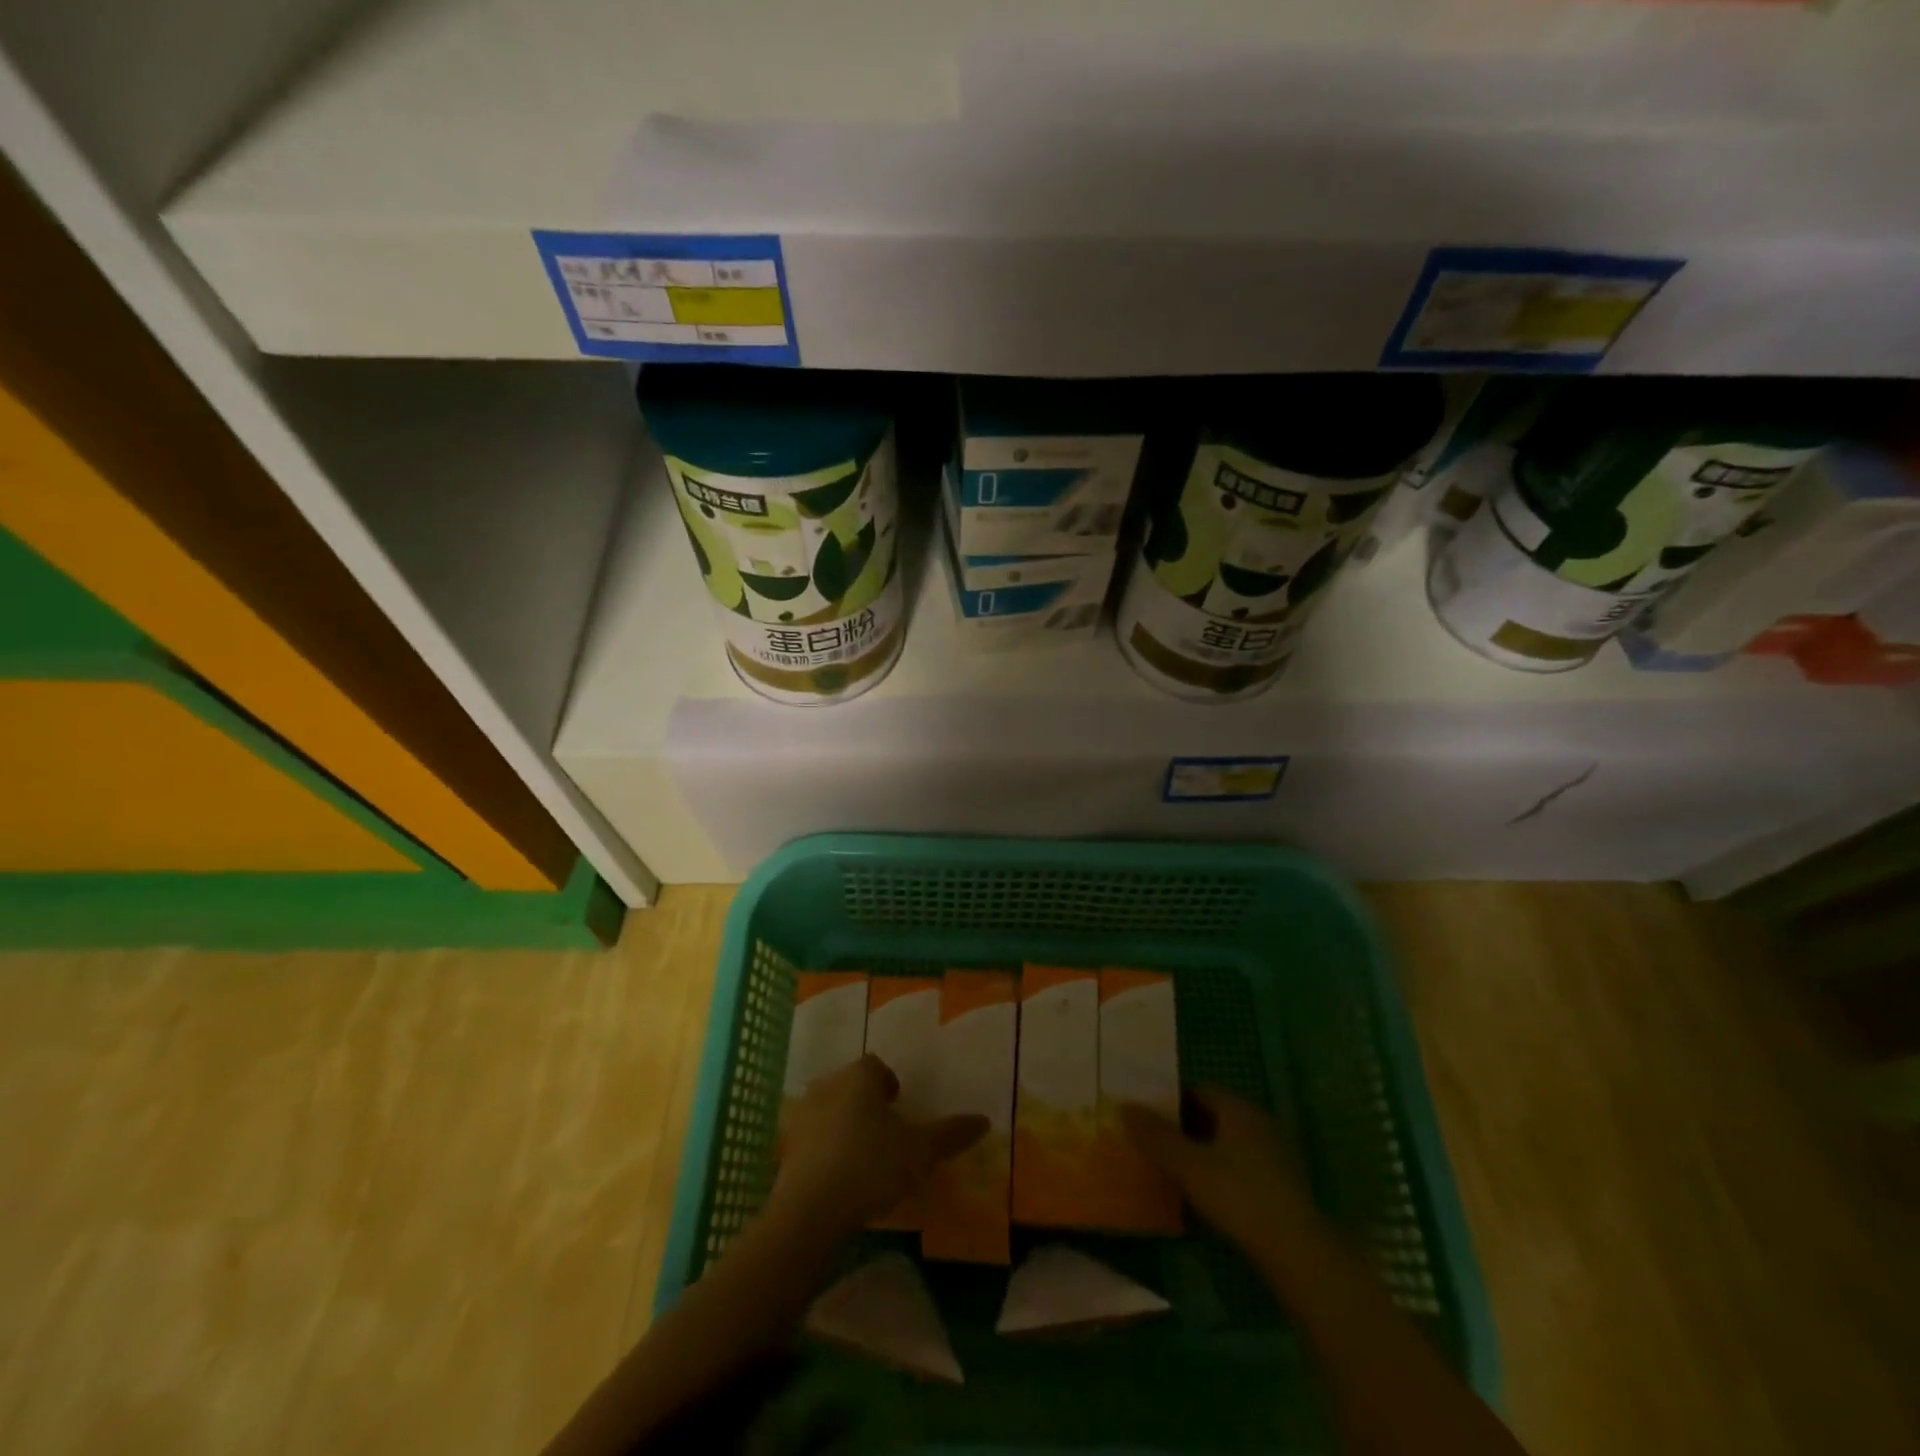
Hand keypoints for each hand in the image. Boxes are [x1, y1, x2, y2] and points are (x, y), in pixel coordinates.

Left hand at [774, 1054, 987, 1235]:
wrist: (810, 1210)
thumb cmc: (871, 1165)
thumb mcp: (921, 1152)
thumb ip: (951, 1134)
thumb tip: (985, 1120)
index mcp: (859, 1076)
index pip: (877, 1067)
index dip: (891, 1085)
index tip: (901, 1109)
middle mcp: (828, 1085)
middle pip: (851, 1086)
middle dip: (867, 1104)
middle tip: (886, 1133)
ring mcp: (802, 1115)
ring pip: (830, 1111)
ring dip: (845, 1126)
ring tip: (864, 1158)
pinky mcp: (786, 1148)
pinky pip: (813, 1140)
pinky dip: (826, 1151)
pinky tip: (840, 1179)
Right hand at [1121, 1086, 1314, 1249]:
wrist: (1298, 1254)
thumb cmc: (1239, 1197)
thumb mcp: (1188, 1166)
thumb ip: (1155, 1136)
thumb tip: (1123, 1106)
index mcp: (1238, 1108)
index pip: (1197, 1089)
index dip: (1168, 1099)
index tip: (1143, 1114)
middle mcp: (1257, 1121)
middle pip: (1211, 1114)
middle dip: (1180, 1125)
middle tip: (1150, 1140)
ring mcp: (1272, 1153)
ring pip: (1224, 1141)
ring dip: (1198, 1149)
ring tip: (1169, 1166)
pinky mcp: (1279, 1184)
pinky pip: (1238, 1164)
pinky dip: (1216, 1170)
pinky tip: (1200, 1192)